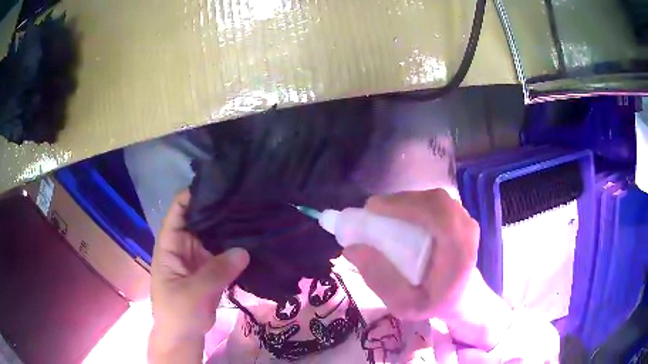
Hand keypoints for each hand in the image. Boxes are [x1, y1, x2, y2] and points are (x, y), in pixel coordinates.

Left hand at [148, 190, 248, 362]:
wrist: (183, 336)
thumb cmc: (178, 313)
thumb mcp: (193, 292)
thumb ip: (217, 271)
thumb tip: (244, 250)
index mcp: (170, 244)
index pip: (179, 210)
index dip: (195, 194)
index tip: (221, 185)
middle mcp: (184, 245)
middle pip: (200, 219)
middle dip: (219, 209)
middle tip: (246, 198)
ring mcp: (198, 257)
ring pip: (214, 235)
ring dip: (229, 227)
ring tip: (254, 213)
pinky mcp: (211, 269)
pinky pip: (224, 252)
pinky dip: (235, 247)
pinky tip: (253, 238)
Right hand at [343, 189, 478, 320]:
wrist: (461, 297)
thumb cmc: (434, 304)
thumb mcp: (403, 305)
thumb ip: (380, 280)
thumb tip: (352, 248)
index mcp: (460, 252)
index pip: (438, 214)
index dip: (406, 205)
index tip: (372, 209)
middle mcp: (467, 229)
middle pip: (434, 201)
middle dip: (400, 202)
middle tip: (371, 211)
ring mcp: (465, 219)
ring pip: (433, 198)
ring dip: (406, 202)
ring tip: (381, 214)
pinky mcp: (459, 216)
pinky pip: (435, 201)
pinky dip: (413, 203)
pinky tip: (398, 214)